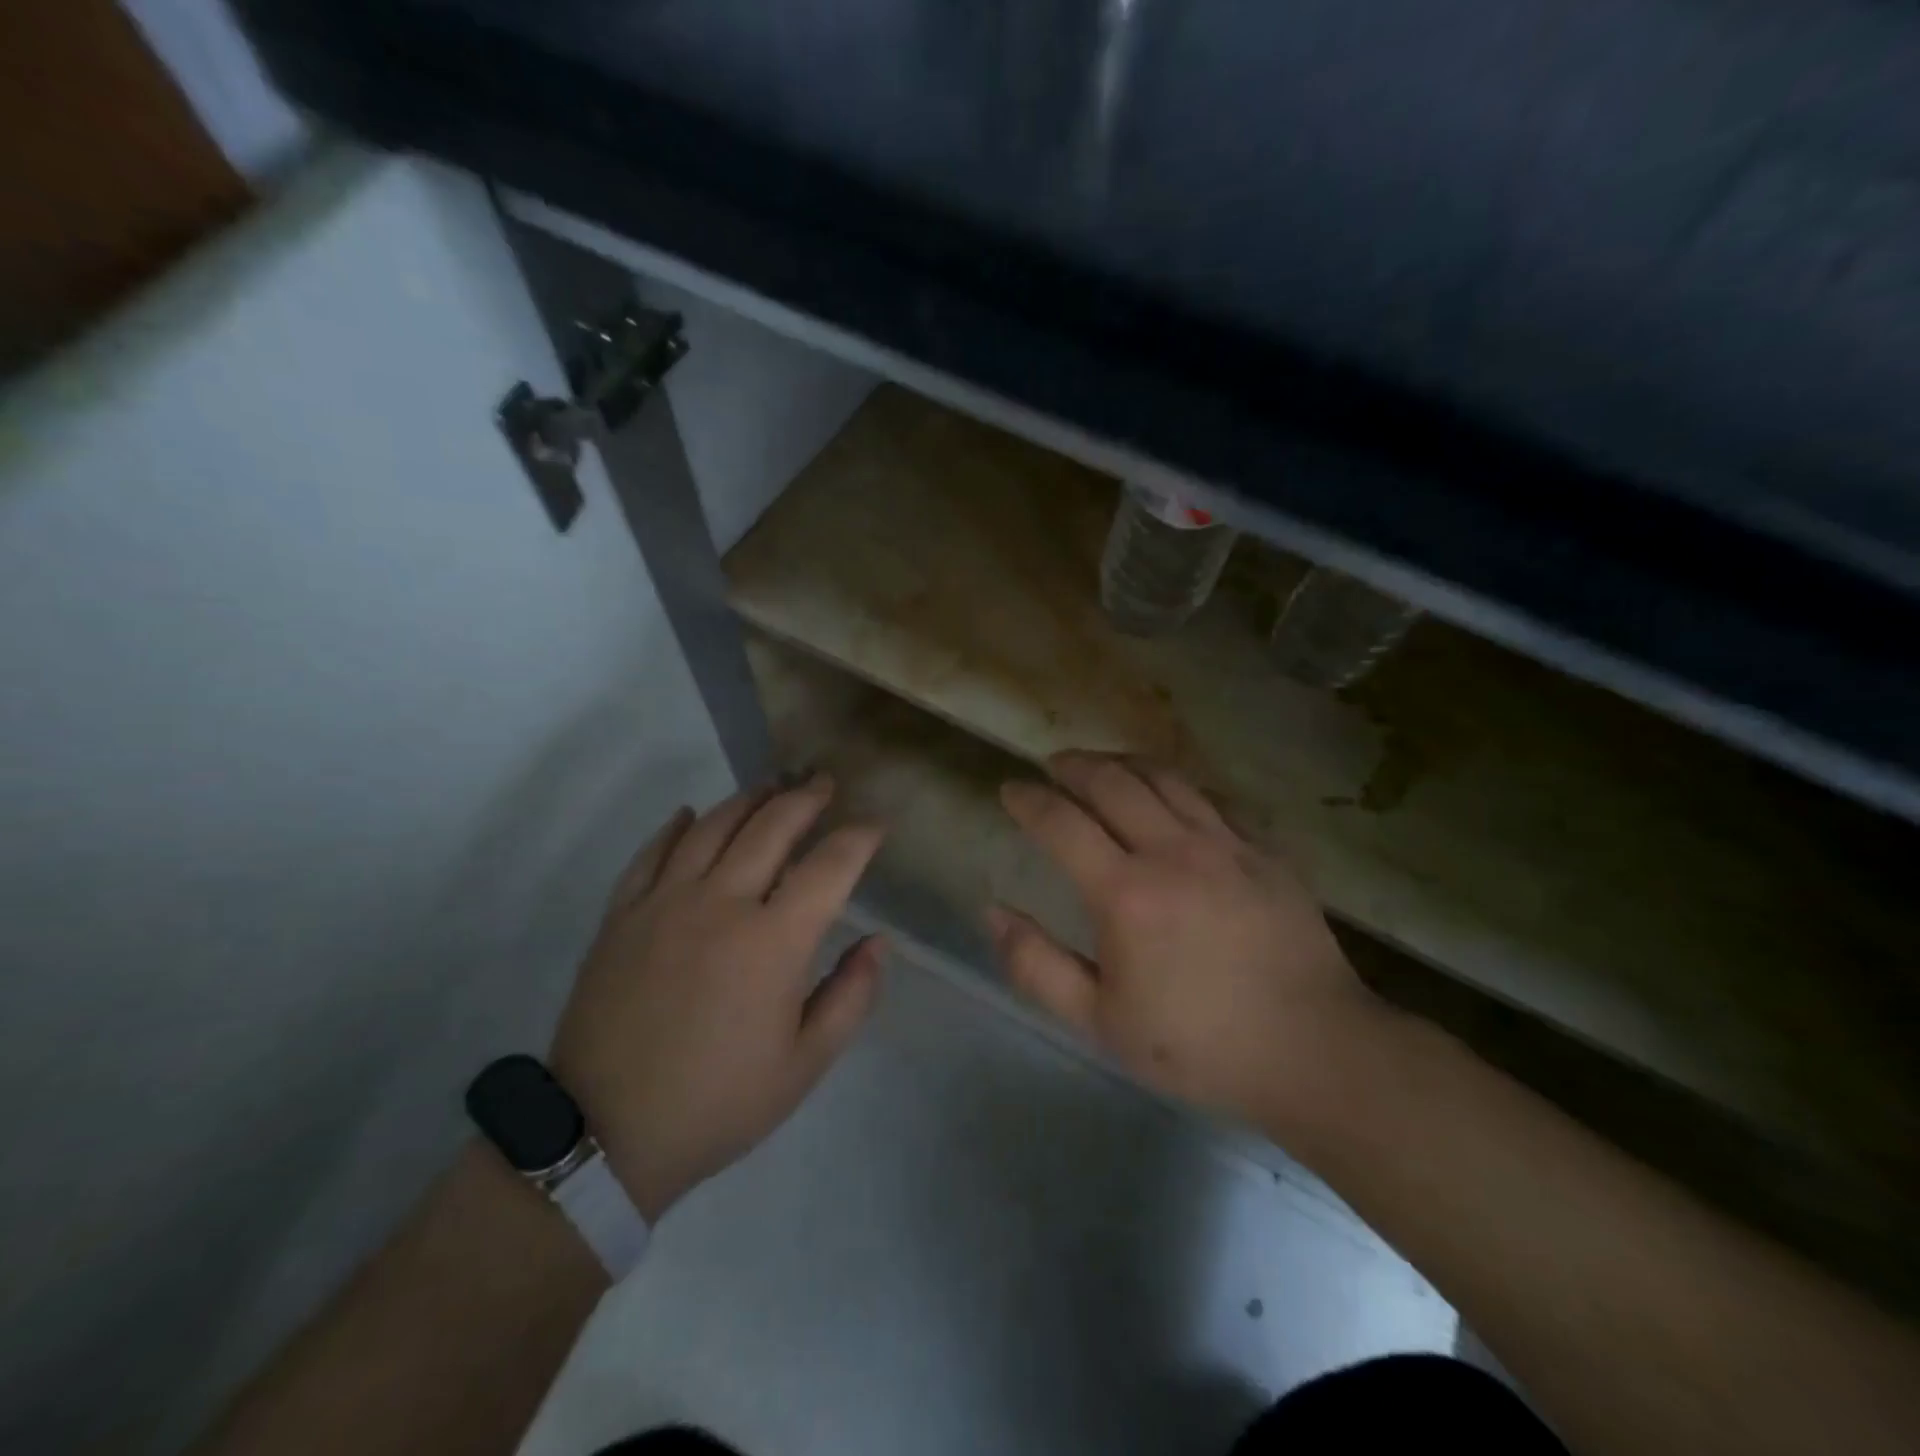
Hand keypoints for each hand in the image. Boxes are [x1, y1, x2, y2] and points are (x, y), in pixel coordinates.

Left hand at [549, 776, 885, 1221]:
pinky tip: (688, 814)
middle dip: (806, 799)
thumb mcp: (804, 1065)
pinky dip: (674, 828)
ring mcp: (665, 903)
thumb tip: (877, 943)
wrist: (604, 1134)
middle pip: (771, 827)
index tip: (876, 824)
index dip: (859, 838)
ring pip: (712, 827)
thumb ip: (851, 996)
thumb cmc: (718, 1102)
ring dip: (748, 800)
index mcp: (774, 941)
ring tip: (770, 787)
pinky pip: (651, 854)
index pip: (830, 866)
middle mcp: (722, 903)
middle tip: (824, 784)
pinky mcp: (622, 915)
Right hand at [991, 752, 1381, 1126]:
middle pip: (1112, 781)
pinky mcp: (1264, 851)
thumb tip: (993, 912)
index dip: (1028, 800)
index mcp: (1126, 892)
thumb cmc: (1198, 1045)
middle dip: (1073, 765)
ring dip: (1123, 762)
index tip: (1009, 789)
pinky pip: (1212, 797)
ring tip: (1102, 765)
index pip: (1061, 822)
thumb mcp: (1101, 1021)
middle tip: (1053, 765)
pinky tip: (1172, 793)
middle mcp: (1172, 851)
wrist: (1313, 1051)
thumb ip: (1038, 966)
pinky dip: (1179, 784)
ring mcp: (1225, 844)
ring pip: (1164, 777)